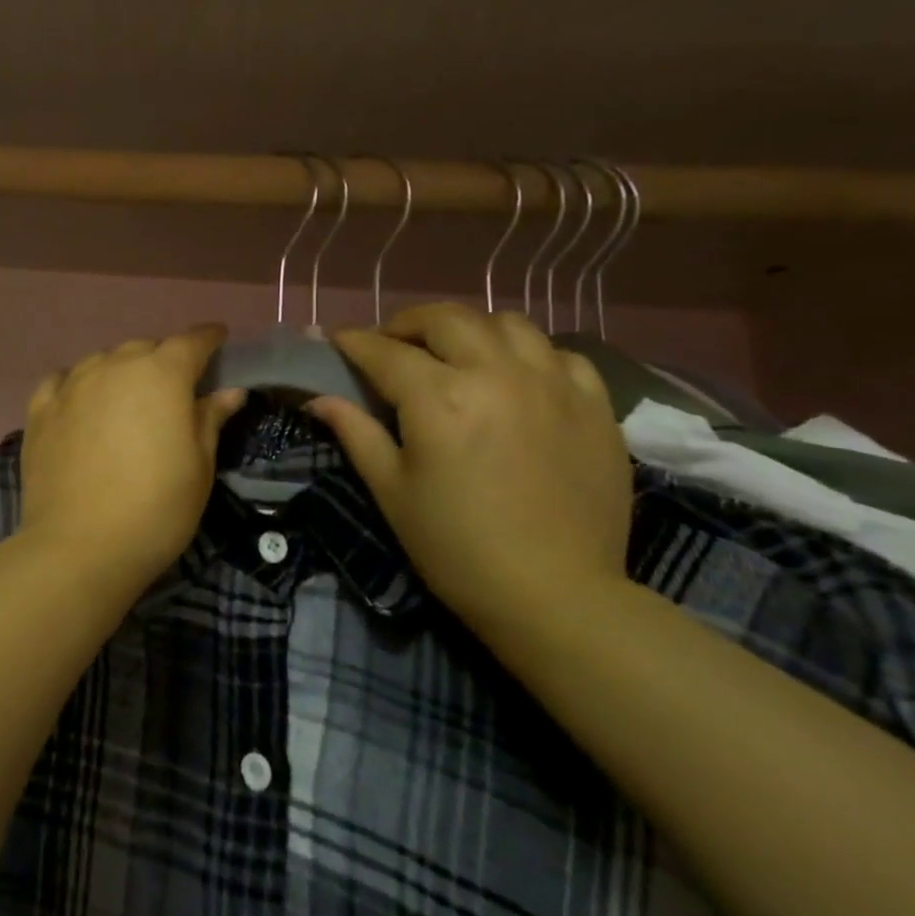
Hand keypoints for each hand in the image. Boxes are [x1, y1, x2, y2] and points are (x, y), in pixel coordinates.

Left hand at [19, 326, 246, 589]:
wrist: (80, 547)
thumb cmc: (156, 508)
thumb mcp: (199, 466)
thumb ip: (211, 419)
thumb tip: (229, 391)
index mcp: (162, 375)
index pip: (191, 342)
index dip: (208, 337)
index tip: (218, 337)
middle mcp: (114, 366)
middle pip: (145, 348)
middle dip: (164, 359)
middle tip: (175, 386)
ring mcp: (72, 386)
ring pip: (103, 361)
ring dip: (121, 370)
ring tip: (128, 396)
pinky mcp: (40, 410)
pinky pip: (63, 380)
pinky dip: (78, 384)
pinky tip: (81, 401)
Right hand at [309, 304, 631, 617]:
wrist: (555, 596)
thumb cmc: (456, 548)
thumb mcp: (393, 492)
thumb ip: (356, 434)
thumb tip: (319, 399)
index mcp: (440, 399)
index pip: (384, 352)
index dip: (354, 343)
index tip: (337, 341)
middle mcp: (497, 374)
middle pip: (445, 319)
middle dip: (408, 323)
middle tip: (392, 344)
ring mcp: (552, 383)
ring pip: (506, 323)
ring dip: (469, 329)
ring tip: (455, 354)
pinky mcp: (594, 404)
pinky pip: (559, 353)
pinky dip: (529, 353)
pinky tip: (517, 378)